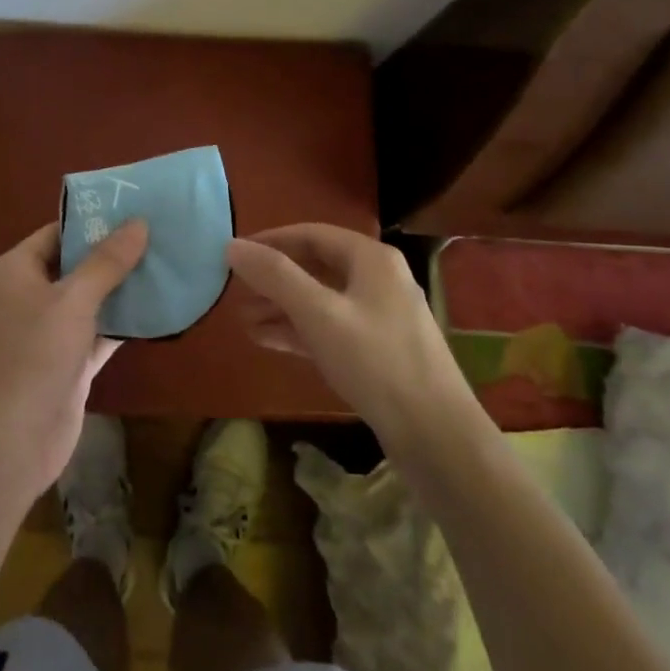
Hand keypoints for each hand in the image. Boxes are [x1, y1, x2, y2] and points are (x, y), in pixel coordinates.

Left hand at [0, 219, 147, 500]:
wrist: (10, 442)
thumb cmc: (34, 355)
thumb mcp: (73, 300)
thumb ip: (106, 262)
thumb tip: (138, 222)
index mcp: (16, 271)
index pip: (57, 233)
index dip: (92, 221)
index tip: (134, 210)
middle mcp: (29, 297)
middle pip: (75, 265)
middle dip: (114, 254)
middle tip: (159, 235)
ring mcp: (48, 333)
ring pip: (90, 301)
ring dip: (122, 289)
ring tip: (166, 264)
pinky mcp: (67, 365)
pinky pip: (98, 334)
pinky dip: (123, 324)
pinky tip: (159, 310)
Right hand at [226, 223, 472, 445]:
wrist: (437, 436)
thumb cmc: (376, 362)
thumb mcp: (319, 314)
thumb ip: (275, 276)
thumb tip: (232, 246)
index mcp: (371, 259)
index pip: (311, 234)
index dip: (271, 241)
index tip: (236, 254)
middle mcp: (379, 279)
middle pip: (316, 266)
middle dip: (274, 278)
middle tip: (235, 290)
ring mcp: (380, 316)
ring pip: (321, 300)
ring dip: (282, 307)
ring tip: (243, 319)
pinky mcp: (377, 351)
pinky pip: (330, 328)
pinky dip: (299, 330)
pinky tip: (267, 340)